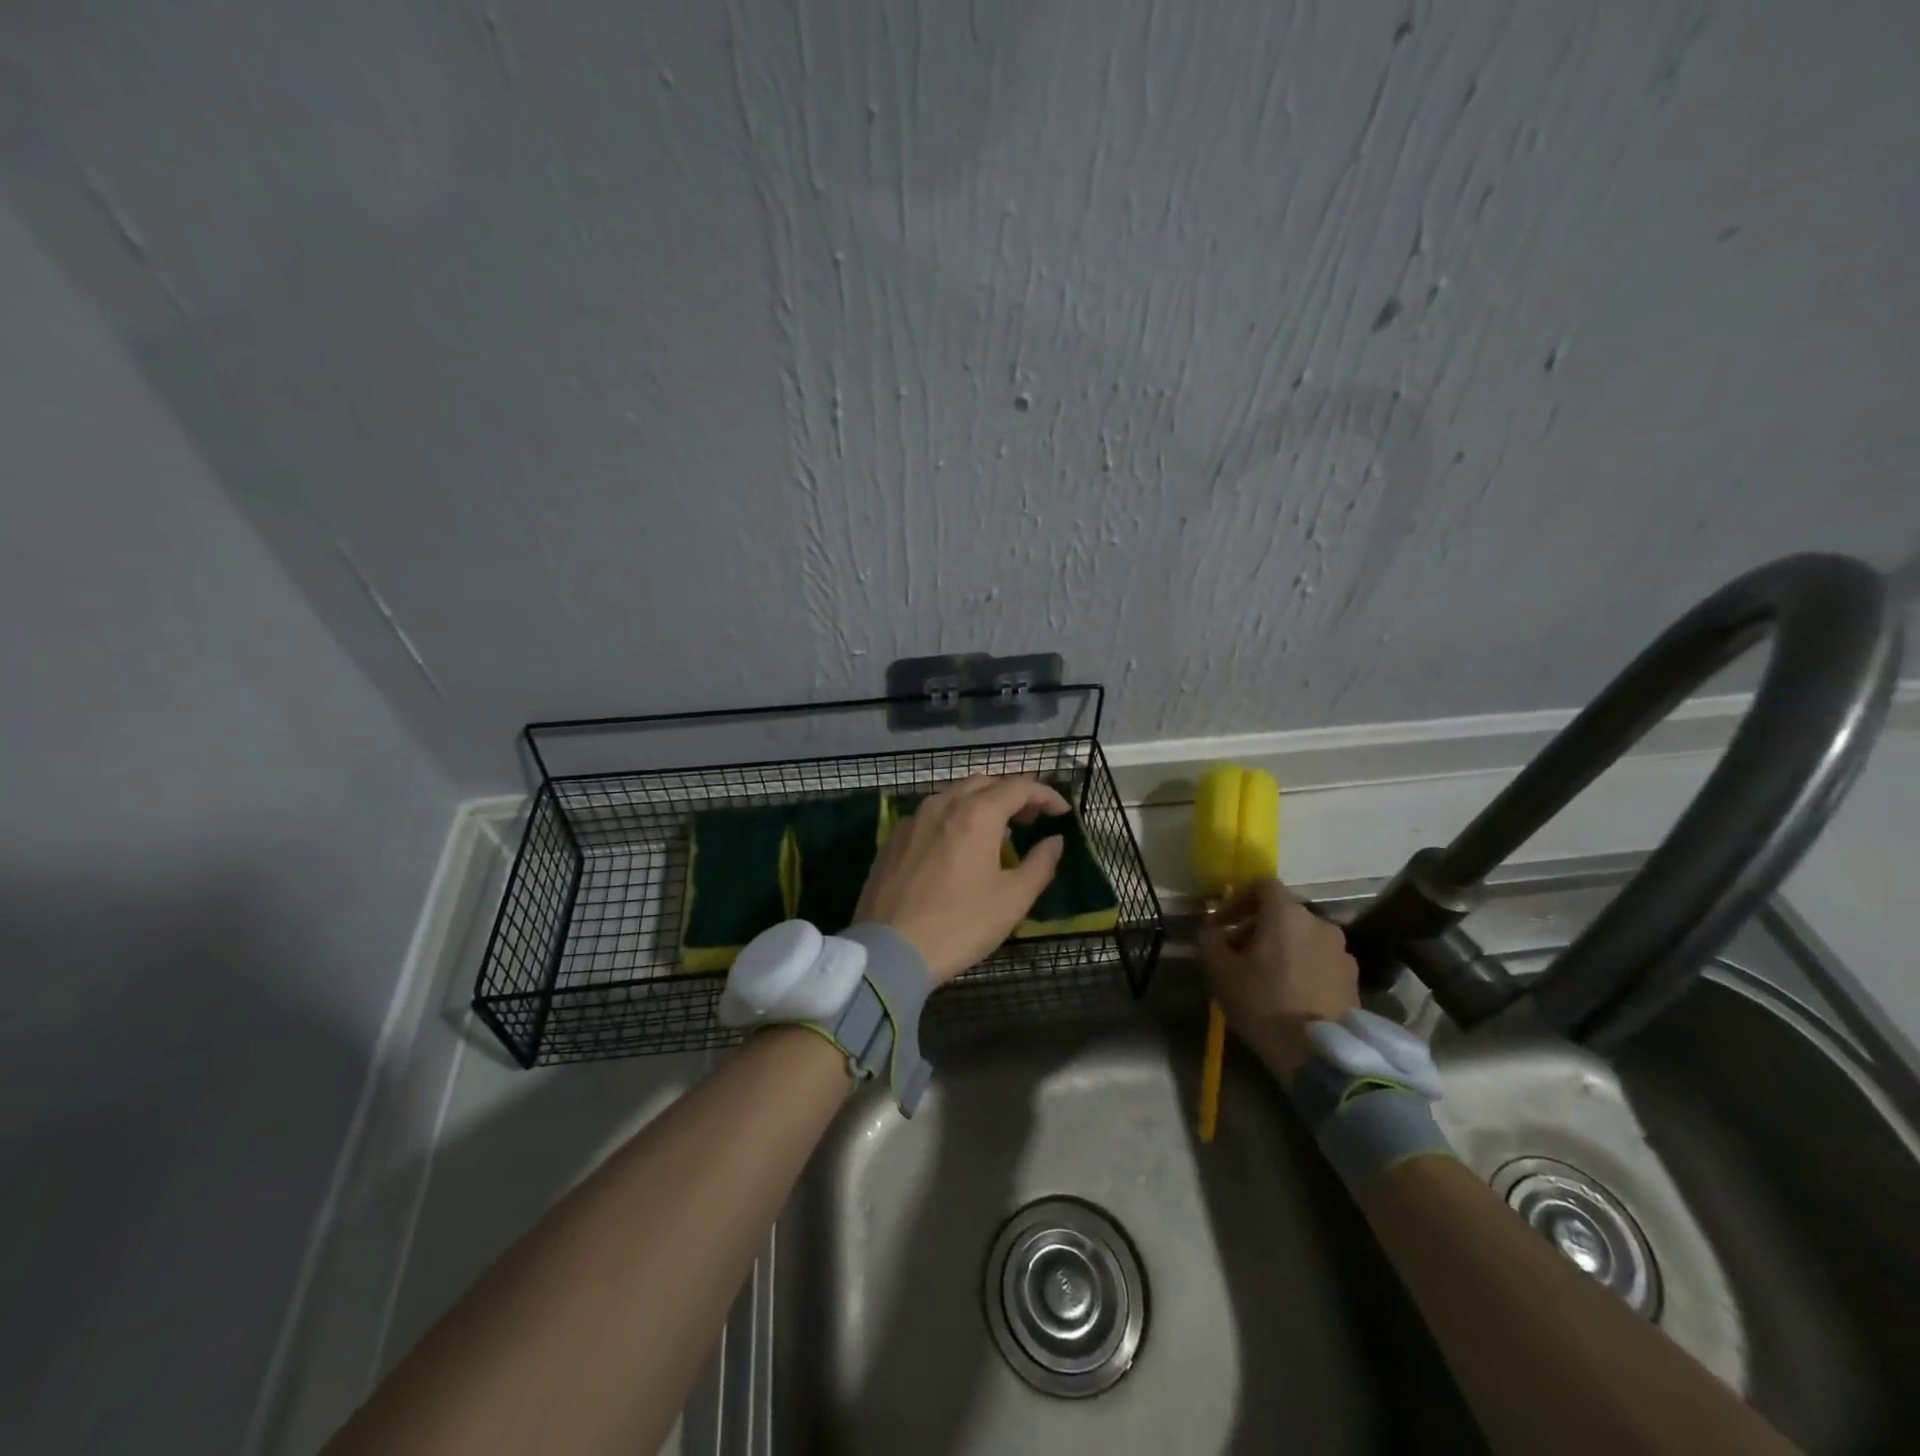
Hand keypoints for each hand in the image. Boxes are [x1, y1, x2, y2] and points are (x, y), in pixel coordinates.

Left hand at [855, 776, 1069, 983]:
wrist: (891, 950)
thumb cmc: (960, 924)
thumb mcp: (1012, 899)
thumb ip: (1040, 864)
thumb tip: (1054, 841)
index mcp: (976, 814)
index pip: (1018, 787)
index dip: (1045, 795)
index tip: (1061, 813)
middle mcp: (943, 804)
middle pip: (984, 783)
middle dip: (1012, 794)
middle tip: (1031, 818)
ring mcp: (913, 819)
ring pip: (954, 795)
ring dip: (981, 803)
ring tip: (997, 832)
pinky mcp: (893, 838)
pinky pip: (930, 814)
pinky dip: (953, 818)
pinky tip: (957, 846)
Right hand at [1198, 879, 1359, 1085]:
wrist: (1319, 1055)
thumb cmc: (1263, 1003)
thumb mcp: (1219, 970)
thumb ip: (1210, 941)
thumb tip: (1213, 931)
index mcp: (1287, 914)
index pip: (1262, 885)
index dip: (1237, 899)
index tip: (1221, 924)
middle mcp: (1320, 923)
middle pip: (1282, 913)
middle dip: (1255, 927)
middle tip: (1235, 954)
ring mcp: (1341, 952)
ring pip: (1302, 937)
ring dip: (1280, 947)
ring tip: (1262, 977)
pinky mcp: (1353, 979)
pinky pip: (1319, 960)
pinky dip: (1301, 966)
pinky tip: (1288, 994)